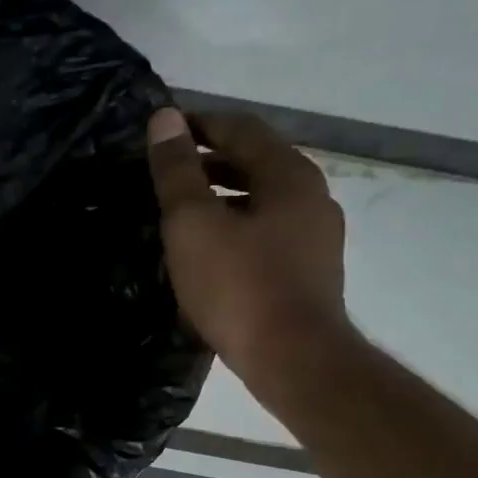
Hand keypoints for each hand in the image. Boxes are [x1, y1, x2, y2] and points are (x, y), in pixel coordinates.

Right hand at [147, 106, 350, 405]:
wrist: (293, 359)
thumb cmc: (238, 285)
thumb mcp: (193, 224)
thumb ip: (177, 171)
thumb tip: (164, 119)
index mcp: (289, 174)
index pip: (240, 128)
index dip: (198, 124)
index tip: (161, 132)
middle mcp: (311, 196)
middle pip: (256, 162)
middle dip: (209, 161)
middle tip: (165, 171)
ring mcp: (316, 236)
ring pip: (262, 199)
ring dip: (222, 196)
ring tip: (181, 212)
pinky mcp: (309, 271)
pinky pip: (267, 231)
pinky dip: (236, 226)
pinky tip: (209, 250)